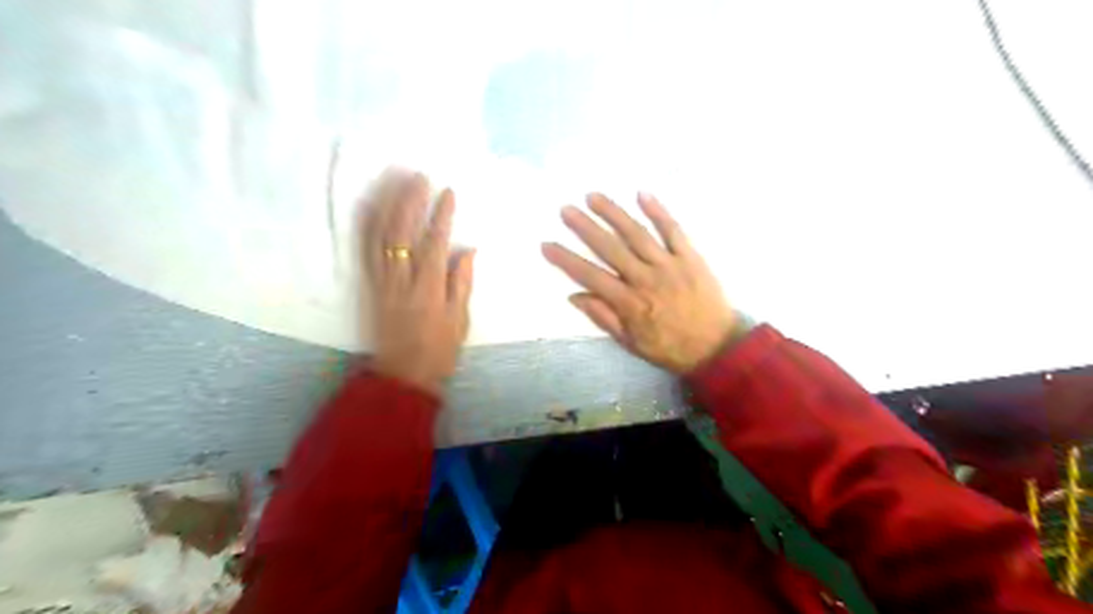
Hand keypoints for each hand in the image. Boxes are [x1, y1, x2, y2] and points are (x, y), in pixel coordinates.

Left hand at [361, 171, 474, 396]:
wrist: (401, 374)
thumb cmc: (438, 350)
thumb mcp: (460, 321)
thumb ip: (461, 284)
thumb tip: (467, 251)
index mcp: (428, 290)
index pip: (434, 244)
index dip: (441, 216)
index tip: (448, 192)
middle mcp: (401, 280)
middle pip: (403, 233)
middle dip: (411, 201)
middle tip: (419, 176)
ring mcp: (382, 281)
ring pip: (380, 236)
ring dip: (388, 205)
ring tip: (396, 181)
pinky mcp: (369, 285)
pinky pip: (365, 249)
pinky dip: (367, 224)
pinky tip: (372, 205)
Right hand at [541, 192, 737, 374]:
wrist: (717, 347)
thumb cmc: (671, 348)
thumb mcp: (632, 343)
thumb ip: (604, 318)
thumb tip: (574, 296)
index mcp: (629, 303)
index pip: (590, 276)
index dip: (566, 260)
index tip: (547, 244)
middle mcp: (645, 279)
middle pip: (610, 248)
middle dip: (585, 227)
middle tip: (566, 209)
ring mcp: (669, 265)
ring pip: (637, 234)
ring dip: (614, 213)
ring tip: (594, 196)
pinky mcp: (690, 256)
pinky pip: (673, 230)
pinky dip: (658, 211)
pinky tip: (642, 194)